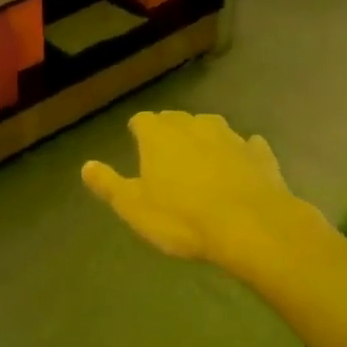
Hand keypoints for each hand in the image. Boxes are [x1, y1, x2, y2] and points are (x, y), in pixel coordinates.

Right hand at [82, 112, 324, 273]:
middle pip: (177, 120)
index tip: (136, 141)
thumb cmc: (182, 218)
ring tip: (201, 157)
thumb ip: (109, 184)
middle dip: (170, 131)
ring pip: (213, 127)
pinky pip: (247, 146)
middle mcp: (194, 126)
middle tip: (166, 153)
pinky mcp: (260, 154)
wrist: (251, 226)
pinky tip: (241, 164)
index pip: (142, 120)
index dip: (138, 131)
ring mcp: (231, 137)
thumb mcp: (134, 207)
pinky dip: (241, 152)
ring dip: (205, 138)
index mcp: (159, 136)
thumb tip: (86, 166)